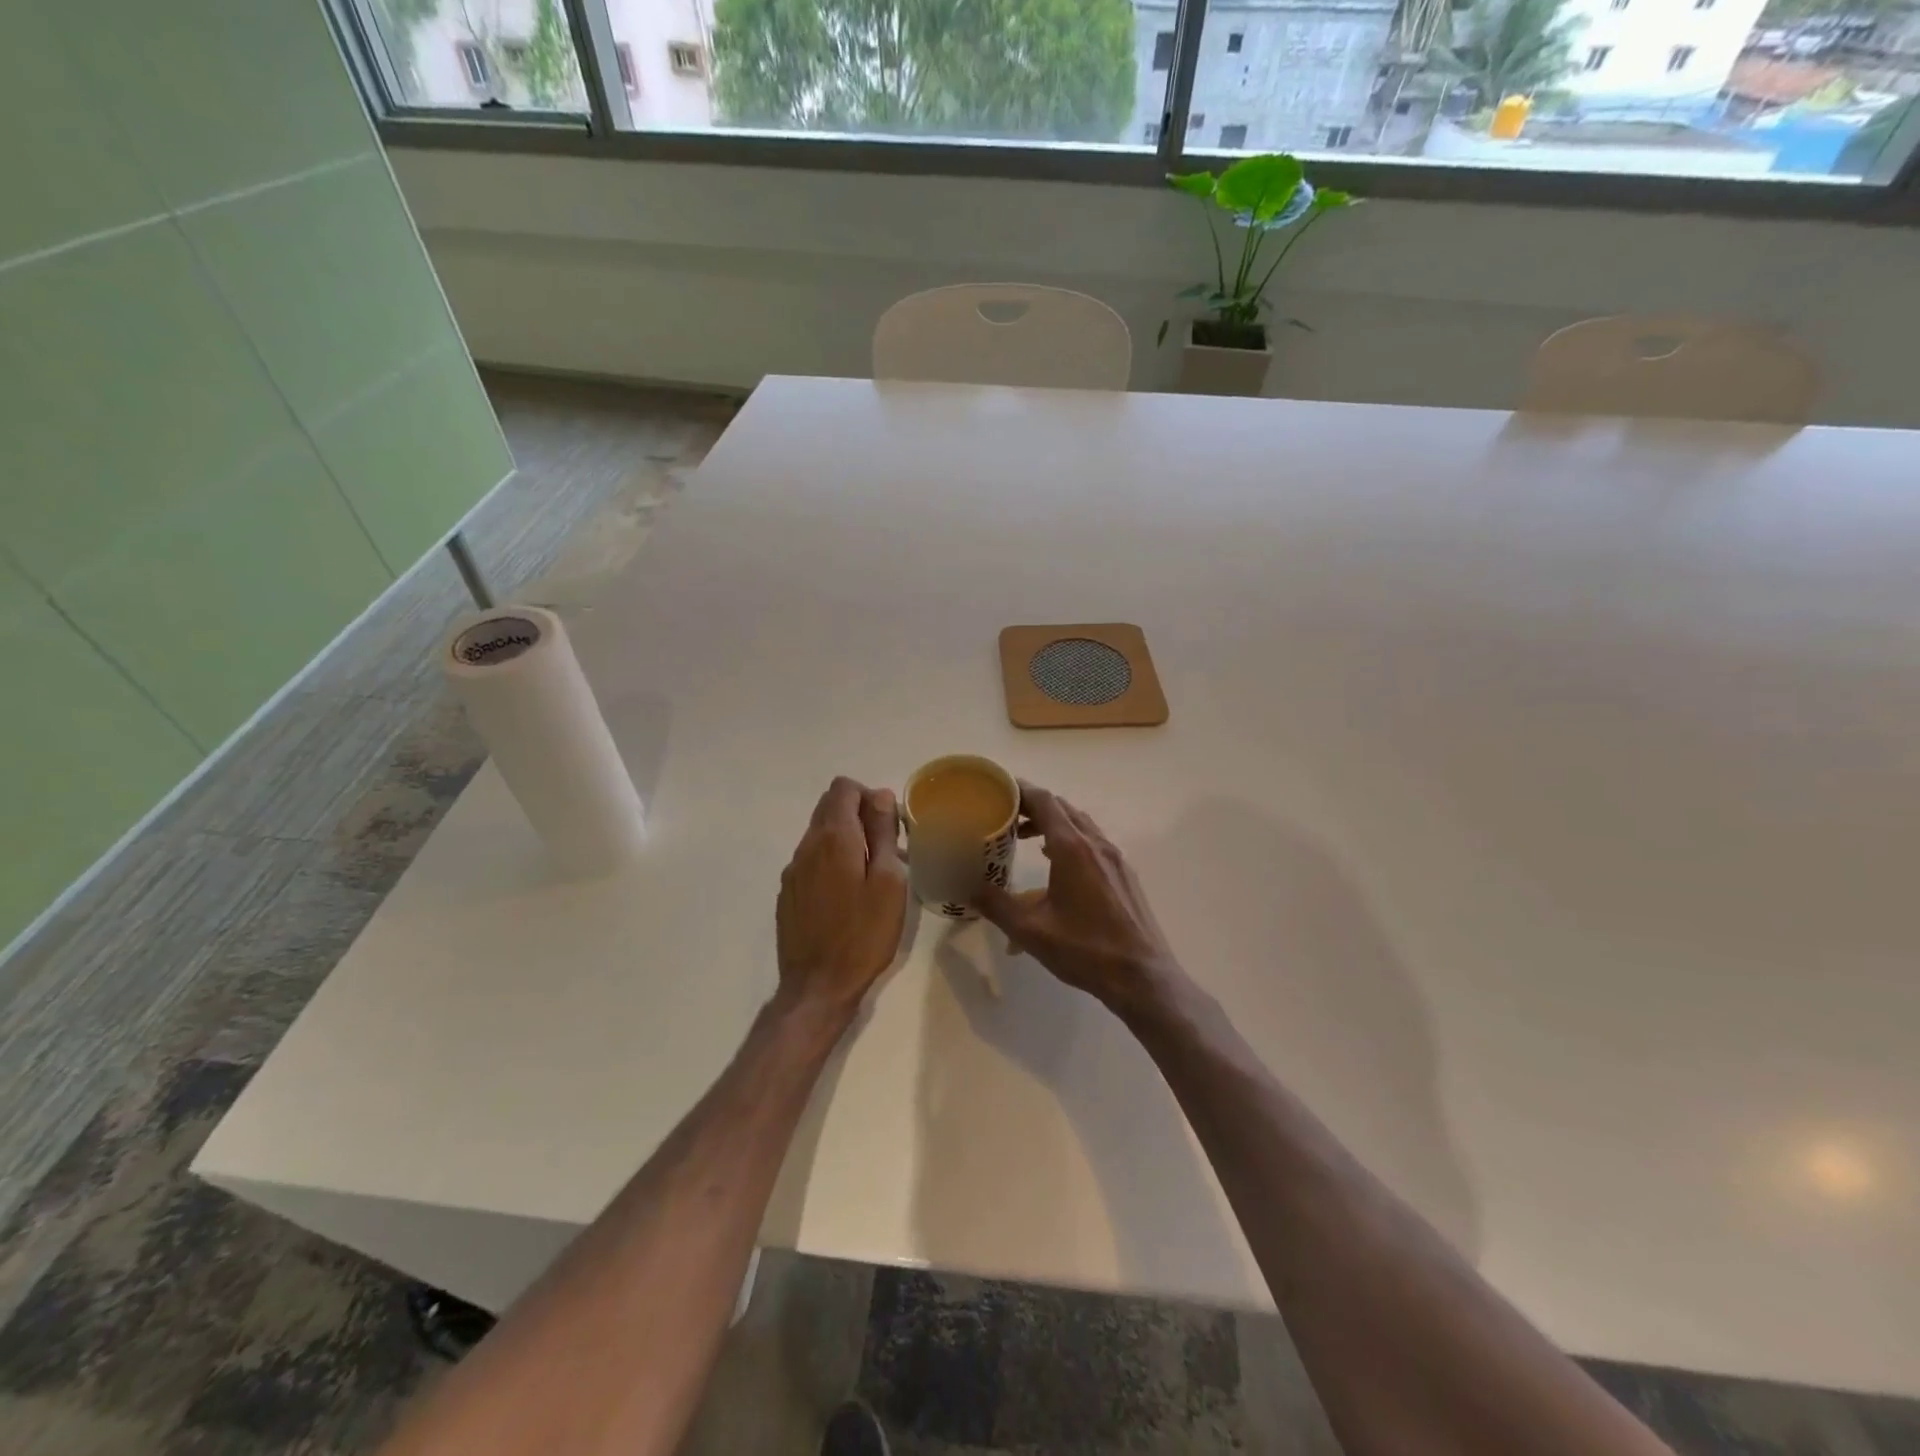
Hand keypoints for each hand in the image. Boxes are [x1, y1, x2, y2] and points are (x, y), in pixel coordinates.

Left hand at [776, 777, 908, 1018]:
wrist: (818, 986)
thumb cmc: (863, 934)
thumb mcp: (888, 882)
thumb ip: (883, 834)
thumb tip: (880, 796)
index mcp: (834, 838)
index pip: (843, 788)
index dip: (869, 796)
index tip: (888, 826)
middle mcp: (807, 846)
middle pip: (829, 807)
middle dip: (858, 815)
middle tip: (885, 849)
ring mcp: (792, 871)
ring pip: (819, 835)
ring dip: (845, 840)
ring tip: (870, 875)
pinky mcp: (787, 894)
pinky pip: (811, 861)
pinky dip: (831, 862)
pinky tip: (847, 897)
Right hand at [974, 782, 1182, 1018]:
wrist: (1142, 976)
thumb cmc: (1085, 950)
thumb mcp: (1031, 930)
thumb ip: (995, 904)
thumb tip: (965, 888)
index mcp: (1072, 848)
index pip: (1044, 801)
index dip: (1020, 790)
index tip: (997, 789)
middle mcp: (1096, 844)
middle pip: (1062, 808)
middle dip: (1033, 806)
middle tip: (1005, 815)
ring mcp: (1115, 858)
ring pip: (1080, 824)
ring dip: (1053, 823)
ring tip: (1026, 838)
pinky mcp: (1124, 874)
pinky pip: (1093, 842)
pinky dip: (1070, 840)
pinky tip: (1057, 865)